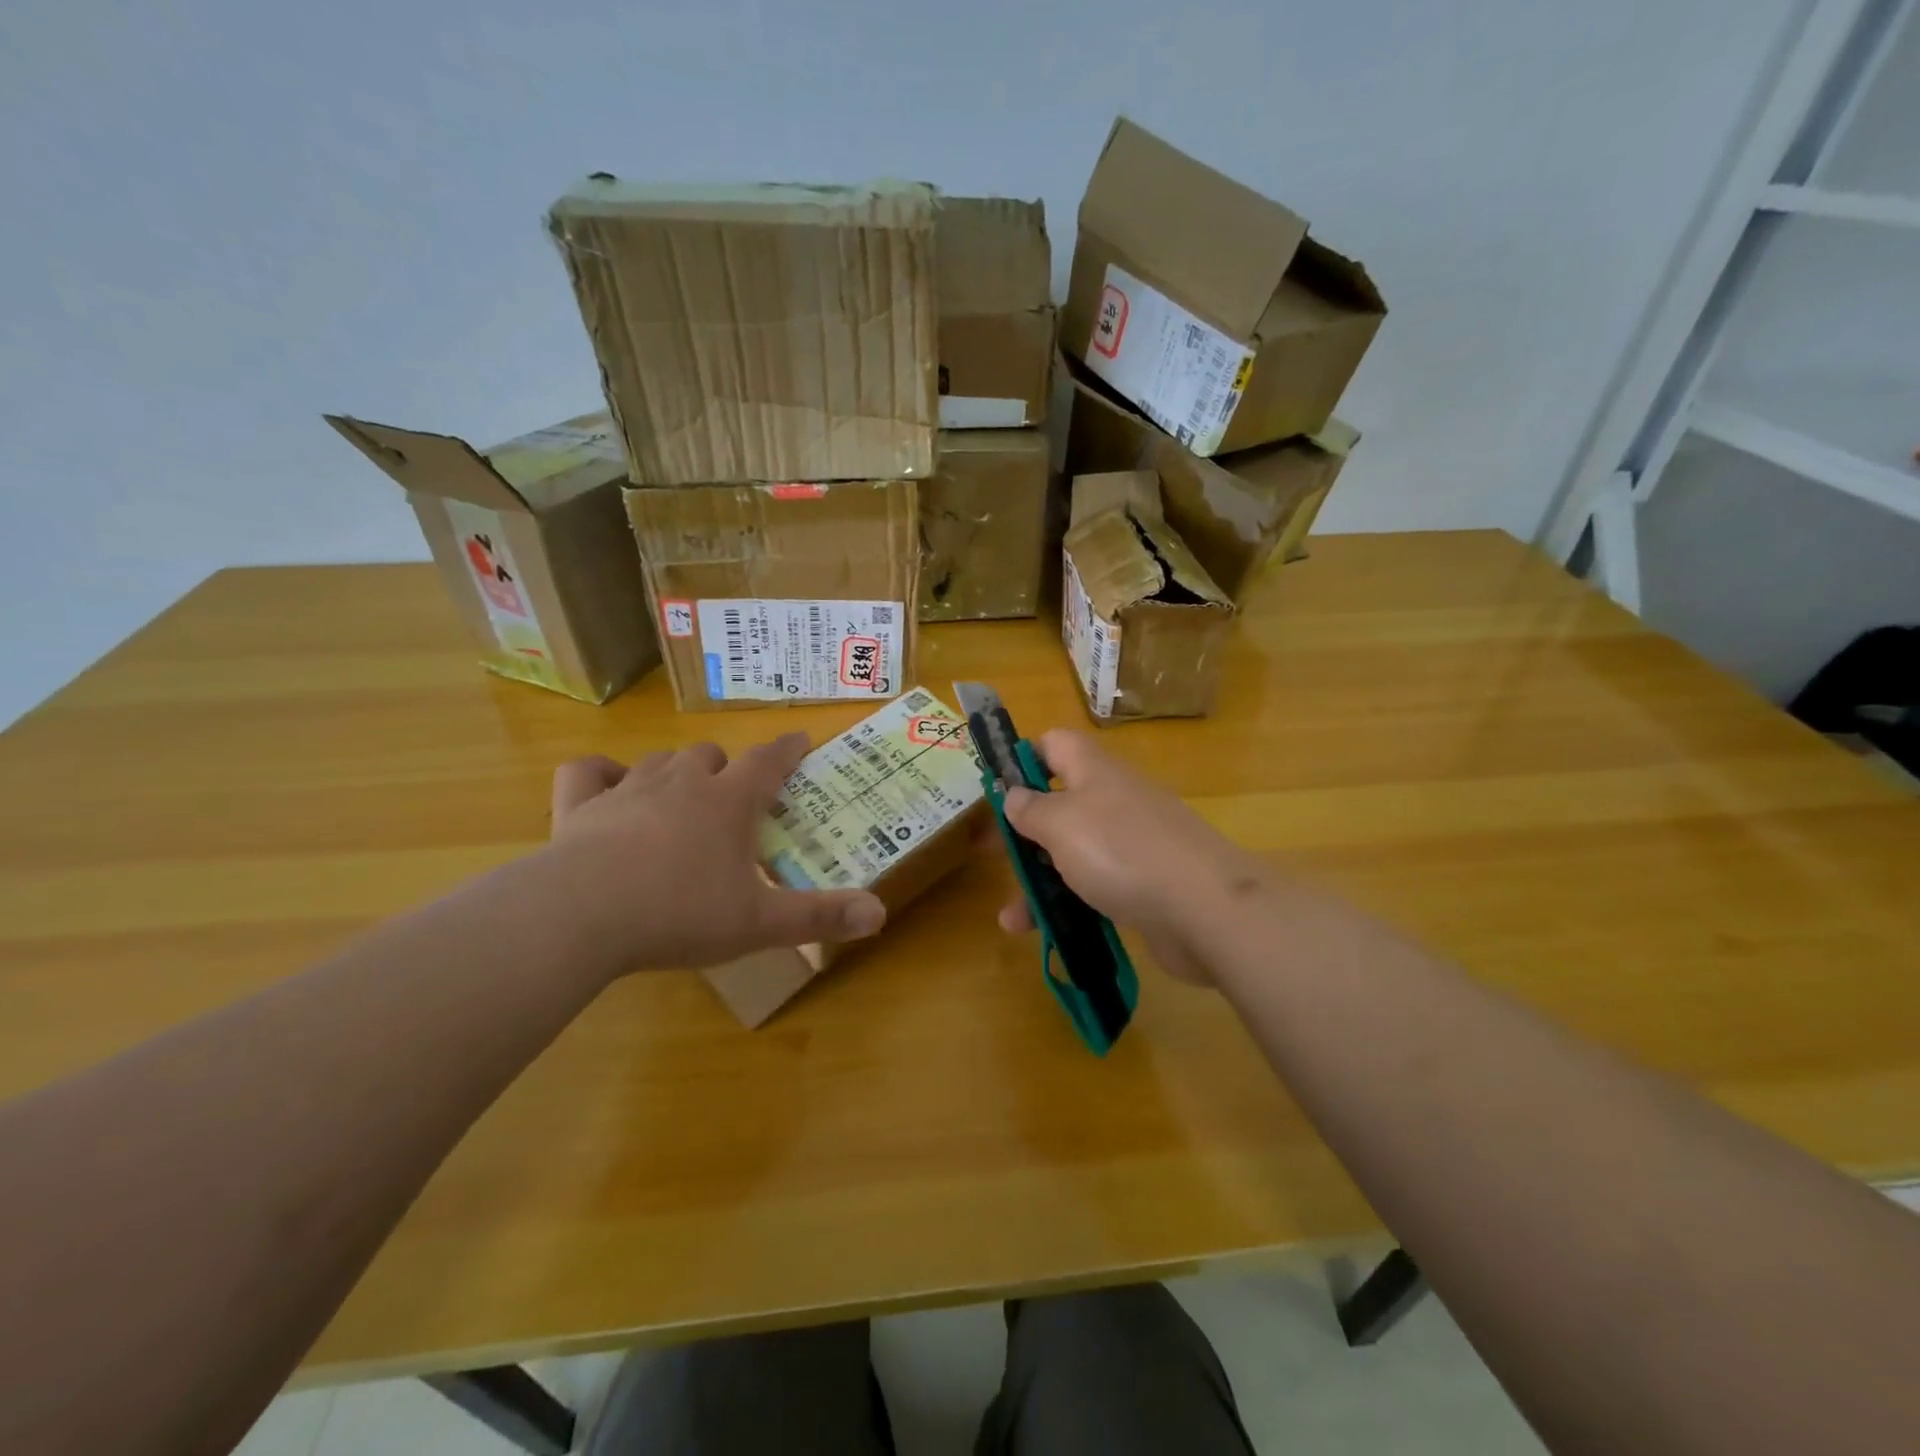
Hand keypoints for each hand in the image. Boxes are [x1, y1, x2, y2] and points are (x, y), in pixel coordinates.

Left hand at [543, 734, 885, 971]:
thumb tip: (880, 914)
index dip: (787, 750)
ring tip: (681, 796)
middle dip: (726, 768)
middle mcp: (681, 782)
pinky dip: (601, 775)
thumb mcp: (759, 922)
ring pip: (660, 760)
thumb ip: (819, 916)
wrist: (581, 915)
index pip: (768, 761)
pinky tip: (607, 788)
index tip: (801, 740)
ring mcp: (627, 789)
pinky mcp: (578, 806)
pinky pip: (589, 773)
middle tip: (734, 795)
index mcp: (729, 802)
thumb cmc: (681, 913)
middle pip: (710, 755)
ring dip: (676, 771)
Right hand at [995, 730, 1269, 985]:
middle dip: (1022, 830)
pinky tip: (1044, 932)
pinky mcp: (1143, 885)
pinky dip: (1068, 905)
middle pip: (1058, 803)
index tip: (994, 790)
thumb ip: (1030, 808)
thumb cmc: (1121, 851)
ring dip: (1039, 880)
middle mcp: (1112, 800)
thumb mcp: (1061, 823)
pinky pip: (1095, 887)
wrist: (1206, 909)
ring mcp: (1131, 844)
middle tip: (989, 854)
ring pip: (1073, 852)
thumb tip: (1013, 794)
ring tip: (1010, 917)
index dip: (1021, 758)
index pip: (1053, 744)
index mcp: (1093, 771)